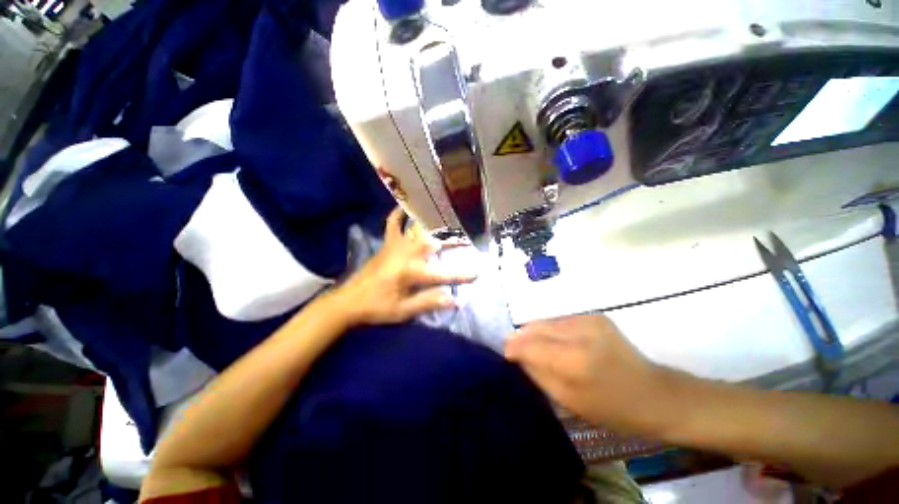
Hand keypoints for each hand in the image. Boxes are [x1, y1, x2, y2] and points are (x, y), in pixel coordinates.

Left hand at [328, 207, 475, 326]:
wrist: (348, 302)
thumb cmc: (376, 308)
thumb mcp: (403, 311)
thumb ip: (428, 302)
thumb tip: (453, 300)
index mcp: (409, 272)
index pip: (440, 274)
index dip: (460, 275)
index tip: (477, 273)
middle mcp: (405, 254)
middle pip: (433, 244)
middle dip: (452, 242)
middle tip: (466, 239)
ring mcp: (395, 246)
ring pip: (417, 231)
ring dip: (432, 226)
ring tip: (446, 218)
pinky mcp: (386, 245)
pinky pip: (392, 225)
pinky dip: (398, 215)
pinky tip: (404, 206)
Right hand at [504, 314, 669, 433]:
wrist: (656, 394)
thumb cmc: (613, 409)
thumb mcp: (569, 400)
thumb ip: (538, 373)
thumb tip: (517, 354)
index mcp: (575, 360)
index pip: (531, 345)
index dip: (514, 346)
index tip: (505, 352)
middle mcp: (581, 332)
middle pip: (537, 327)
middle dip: (522, 337)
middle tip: (515, 348)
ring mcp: (590, 319)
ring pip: (547, 321)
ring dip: (536, 332)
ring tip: (535, 347)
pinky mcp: (595, 316)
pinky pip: (561, 320)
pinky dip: (552, 330)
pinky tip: (555, 342)